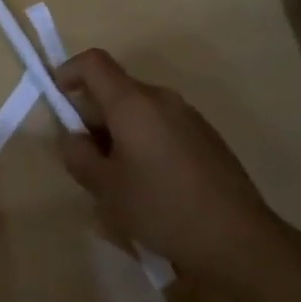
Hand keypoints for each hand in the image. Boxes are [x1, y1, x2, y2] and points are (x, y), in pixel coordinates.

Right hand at [55, 48, 277, 279]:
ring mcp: (189, 116)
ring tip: (122, 178)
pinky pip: (165, 125)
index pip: (94, 62)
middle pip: (117, 88)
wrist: (240, 239)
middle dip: (95, 113)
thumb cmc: (163, 208)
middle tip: (89, 156)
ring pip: (141, 109)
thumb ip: (79, 157)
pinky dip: (148, 141)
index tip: (59, 97)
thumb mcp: (107, 189)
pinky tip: (156, 186)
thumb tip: (72, 137)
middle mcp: (161, 98)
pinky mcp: (208, 137)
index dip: (70, 71)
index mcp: (132, 102)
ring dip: (122, 130)